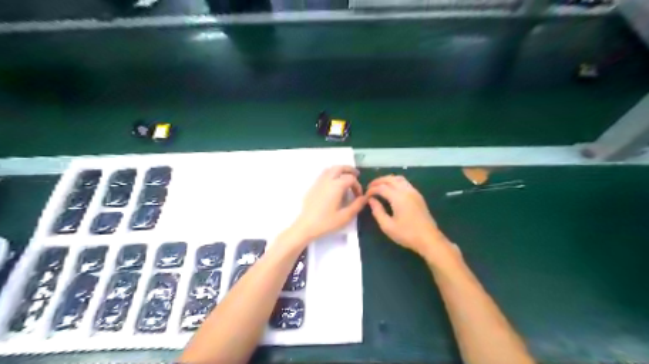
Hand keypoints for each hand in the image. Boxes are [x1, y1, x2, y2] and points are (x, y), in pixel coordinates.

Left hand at [291, 167, 366, 242]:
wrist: (306, 226)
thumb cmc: (327, 222)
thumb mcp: (346, 216)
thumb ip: (357, 205)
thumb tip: (364, 198)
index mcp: (336, 186)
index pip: (351, 179)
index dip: (357, 186)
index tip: (359, 196)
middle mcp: (327, 180)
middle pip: (339, 168)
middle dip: (349, 170)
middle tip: (356, 175)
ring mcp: (318, 182)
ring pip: (330, 169)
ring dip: (339, 170)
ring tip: (345, 178)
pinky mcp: (313, 187)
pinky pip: (323, 175)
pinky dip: (331, 174)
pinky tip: (333, 184)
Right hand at [367, 175, 452, 256]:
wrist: (429, 239)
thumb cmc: (407, 234)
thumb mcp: (387, 226)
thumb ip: (377, 211)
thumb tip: (371, 200)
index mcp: (398, 197)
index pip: (381, 187)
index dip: (371, 190)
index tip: (365, 196)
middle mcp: (406, 191)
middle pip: (390, 179)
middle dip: (378, 181)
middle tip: (370, 187)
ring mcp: (414, 192)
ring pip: (398, 178)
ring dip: (387, 180)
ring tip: (379, 186)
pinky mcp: (418, 195)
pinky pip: (405, 183)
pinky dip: (395, 182)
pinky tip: (391, 190)